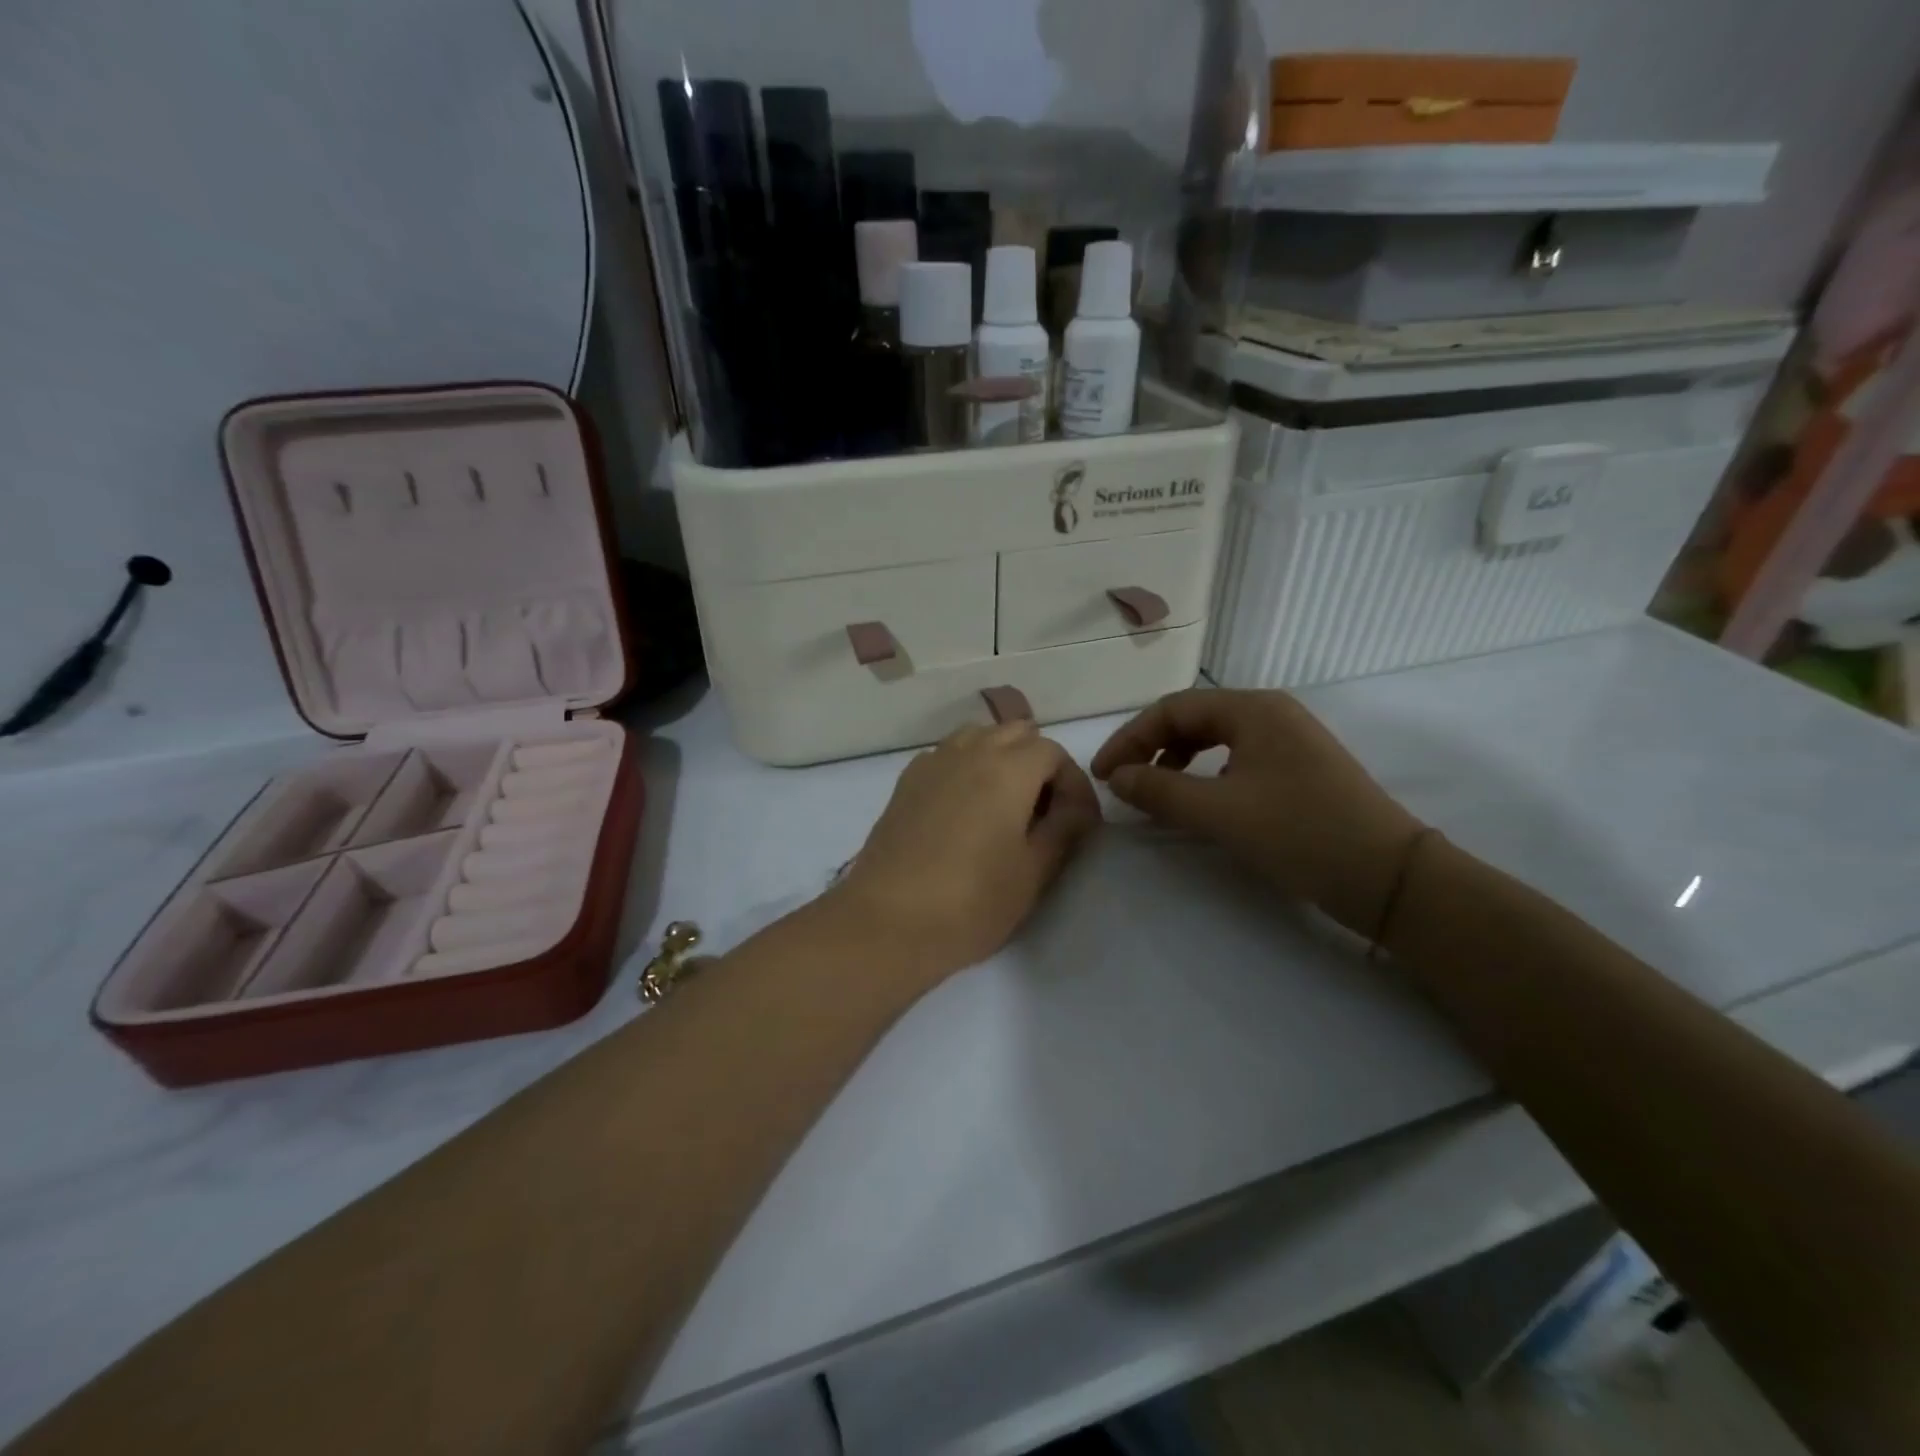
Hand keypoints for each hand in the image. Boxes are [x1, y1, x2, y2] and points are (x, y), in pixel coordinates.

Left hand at [828, 721, 1101, 985]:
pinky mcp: (905, 783)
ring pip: (978, 738)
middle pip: (1016, 733)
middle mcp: (968, 751)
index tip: (1078, 823)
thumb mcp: (1034, 872)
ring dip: (1001, 759)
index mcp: (1007, 768)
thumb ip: (1064, 829)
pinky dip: (966, 767)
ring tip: (1006, 807)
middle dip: (1038, 764)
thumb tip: (1077, 808)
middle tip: (1044, 812)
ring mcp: (931, 763)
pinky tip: (965, 811)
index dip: (1073, 784)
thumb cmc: (971, 902)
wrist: (886, 922)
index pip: (1054, 752)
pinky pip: (947, 755)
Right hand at [1092, 689, 1423, 937]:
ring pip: (1215, 739)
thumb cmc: (1300, 833)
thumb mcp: (1220, 813)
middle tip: (1124, 783)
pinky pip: (1237, 759)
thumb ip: (1160, 791)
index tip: (1103, 775)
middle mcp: (1271, 713)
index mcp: (1252, 709)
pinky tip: (1200, 802)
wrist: (1390, 876)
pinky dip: (1206, 775)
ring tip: (1156, 794)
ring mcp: (1289, 740)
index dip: (1130, 739)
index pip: (1172, 709)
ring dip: (1177, 762)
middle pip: (1193, 719)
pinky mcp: (1299, 768)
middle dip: (1152, 748)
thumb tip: (1116, 778)